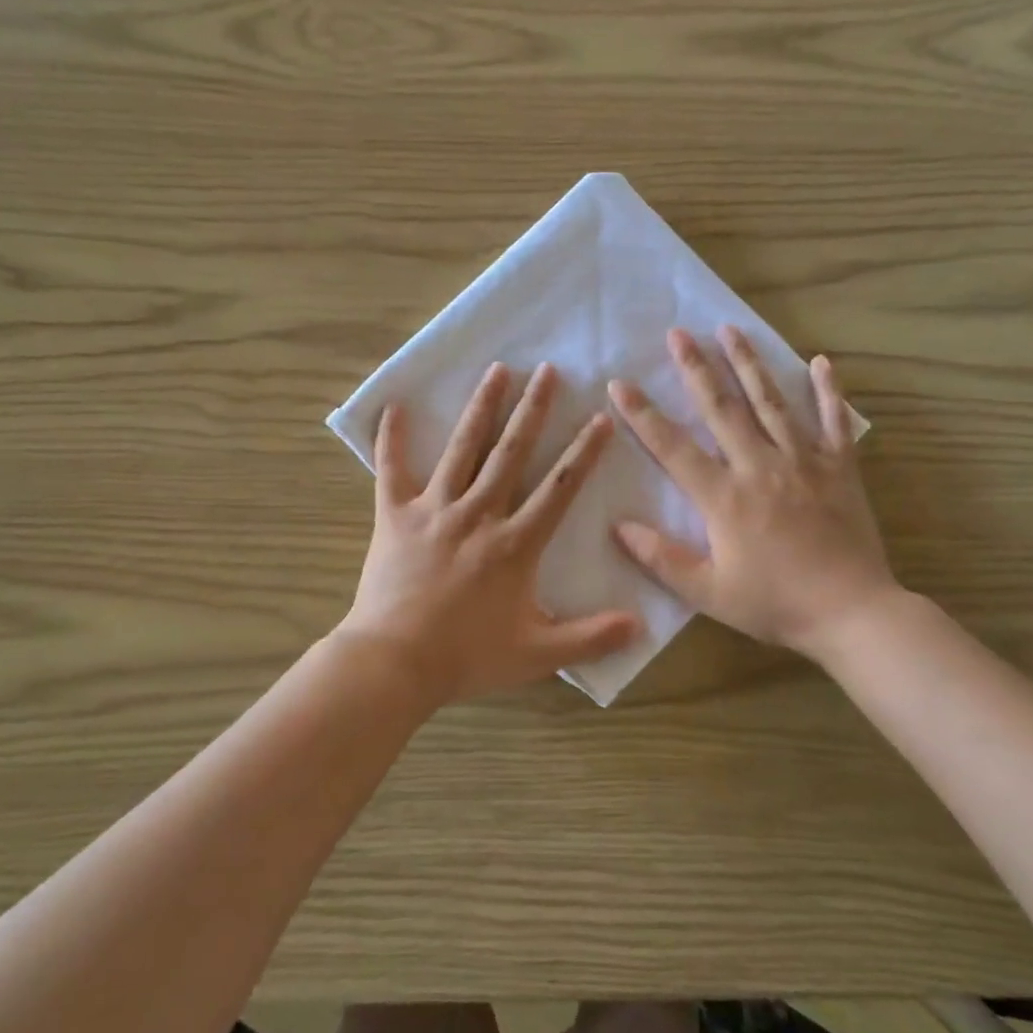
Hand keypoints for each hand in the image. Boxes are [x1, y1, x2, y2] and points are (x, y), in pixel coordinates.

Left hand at [338, 362, 639, 704]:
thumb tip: (641, 626)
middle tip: (547, 370)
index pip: (558, 488)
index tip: (599, 418)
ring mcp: (434, 510)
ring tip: (497, 370)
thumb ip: (590, 638)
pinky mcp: (395, 516)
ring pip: (462, 449)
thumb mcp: (537, 654)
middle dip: (533, 409)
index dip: (583, 452)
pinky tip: (395, 406)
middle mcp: (478, 514)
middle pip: (511, 452)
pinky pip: (392, 470)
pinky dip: (392, 438)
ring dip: (481, 408)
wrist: (395, 663)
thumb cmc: (467, 656)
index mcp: (515, 543)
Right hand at [607, 326, 896, 660]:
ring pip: (771, 402)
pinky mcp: (840, 468)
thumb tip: (617, 526)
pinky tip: (820, 362)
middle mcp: (760, 466)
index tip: (619, 384)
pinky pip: (834, 421)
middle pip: (721, 408)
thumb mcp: (708, 592)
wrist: (852, 612)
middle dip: (696, 368)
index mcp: (724, 497)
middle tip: (678, 333)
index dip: (642, 415)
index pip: (672, 447)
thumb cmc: (775, 604)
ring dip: (748, 364)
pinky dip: (828, 391)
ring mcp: (804, 461)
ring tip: (730, 329)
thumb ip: (661, 558)